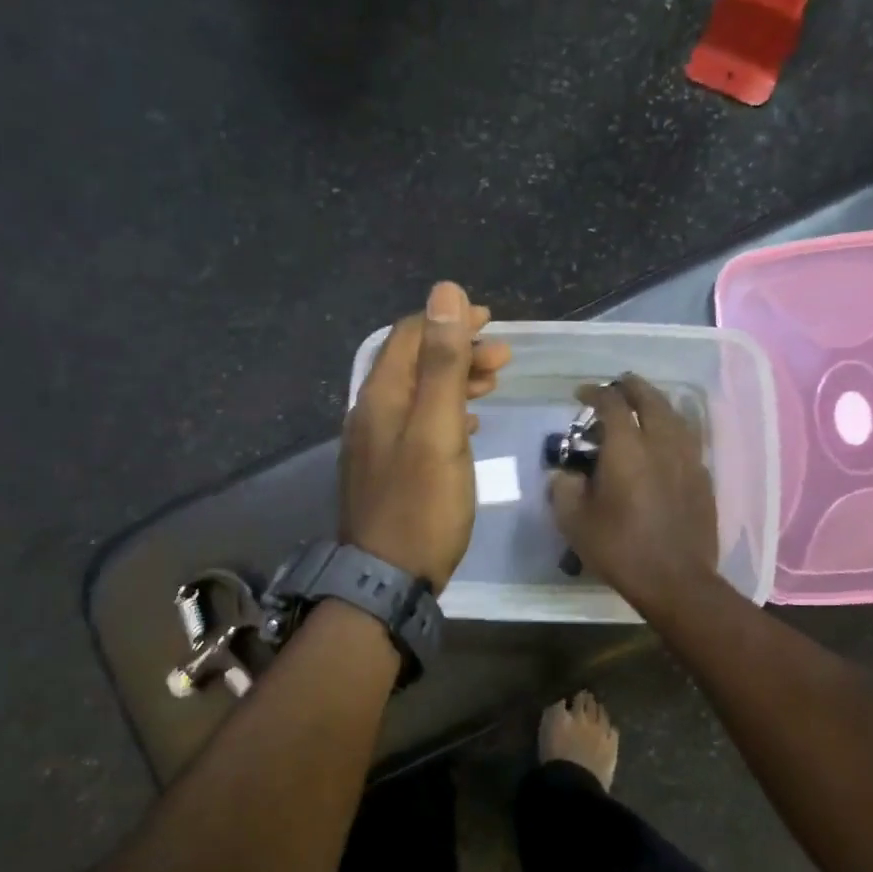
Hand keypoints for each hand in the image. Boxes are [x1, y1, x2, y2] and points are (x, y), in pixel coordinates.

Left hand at [341, 282, 511, 589]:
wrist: (386, 580)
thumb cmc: (421, 505)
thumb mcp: (438, 429)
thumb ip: (443, 363)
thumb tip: (444, 291)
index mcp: (381, 396)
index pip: (410, 335)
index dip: (448, 320)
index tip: (490, 322)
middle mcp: (370, 412)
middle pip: (413, 363)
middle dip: (457, 350)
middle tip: (502, 358)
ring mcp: (374, 443)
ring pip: (417, 394)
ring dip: (454, 381)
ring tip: (492, 383)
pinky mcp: (386, 470)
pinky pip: (416, 424)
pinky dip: (444, 413)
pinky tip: (468, 424)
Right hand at [549, 374, 718, 609]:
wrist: (676, 580)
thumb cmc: (619, 548)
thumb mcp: (573, 521)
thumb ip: (563, 488)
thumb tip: (566, 474)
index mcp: (627, 448)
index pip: (611, 403)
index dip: (594, 392)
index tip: (580, 394)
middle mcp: (661, 443)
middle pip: (650, 399)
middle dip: (630, 386)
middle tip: (616, 386)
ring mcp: (688, 458)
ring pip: (674, 415)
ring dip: (655, 403)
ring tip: (642, 406)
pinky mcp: (703, 477)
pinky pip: (687, 438)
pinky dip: (672, 428)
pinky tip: (664, 440)